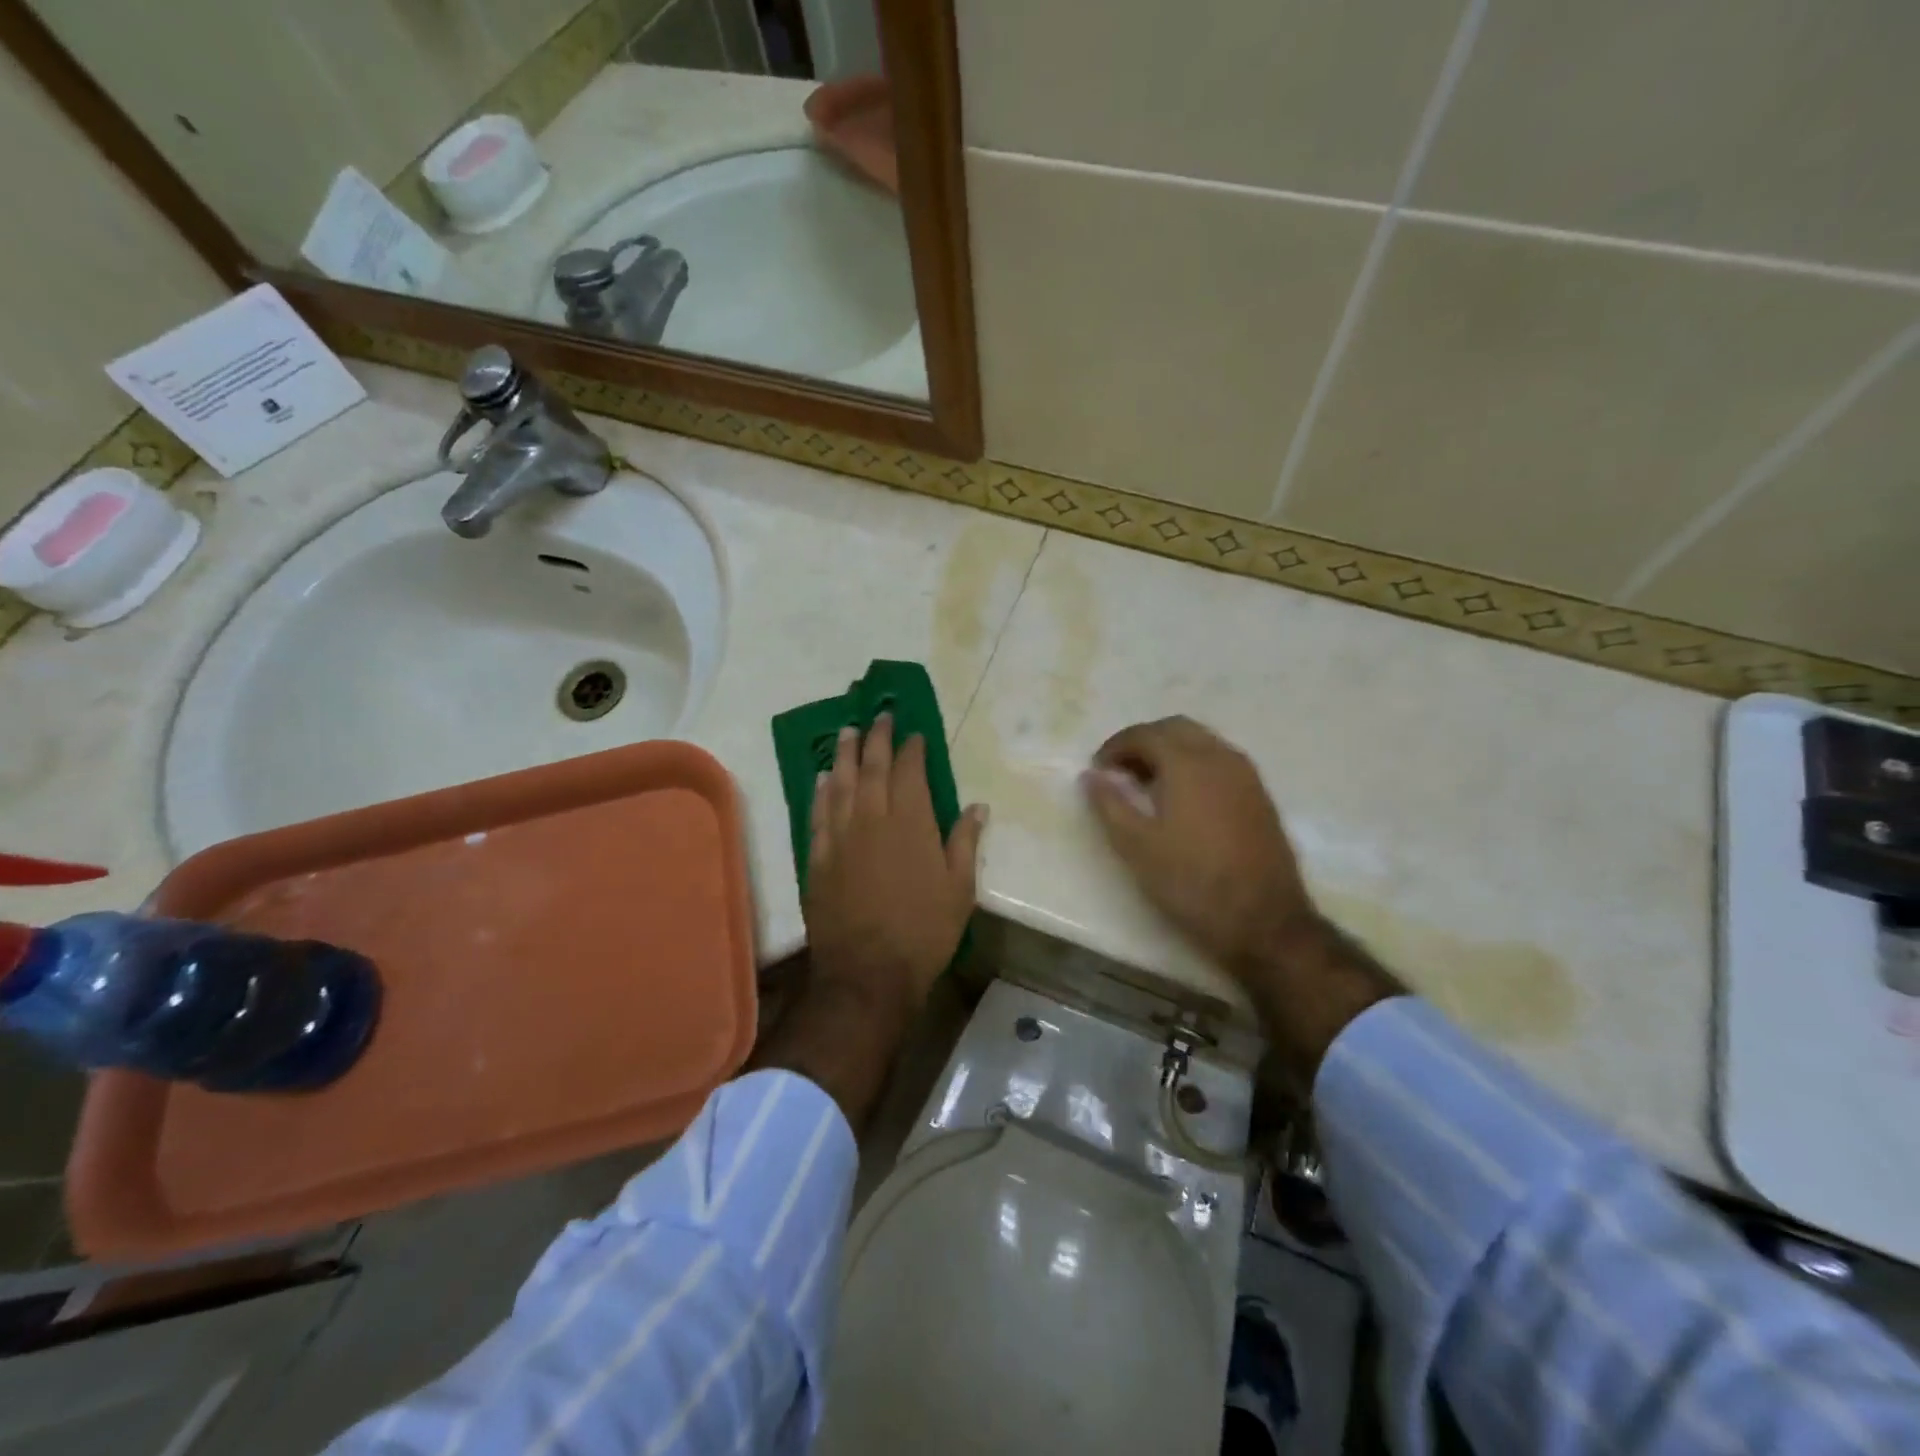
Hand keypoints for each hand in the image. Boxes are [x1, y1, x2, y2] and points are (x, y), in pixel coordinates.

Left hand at [804, 716, 986, 1030]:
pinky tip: (822, 778)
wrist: (869, 972)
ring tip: (846, 731)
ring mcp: (840, 836)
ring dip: (843, 754)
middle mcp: (872, 818)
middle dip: (876, 738)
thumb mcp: (959, 888)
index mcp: (911, 822)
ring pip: (840, 783)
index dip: (912, 748)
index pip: (910, 771)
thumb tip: (977, 805)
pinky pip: (818, 813)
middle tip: (878, 716)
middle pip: (872, 767)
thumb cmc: (924, 931)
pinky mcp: (818, 857)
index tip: (915, 733)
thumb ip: (965, 841)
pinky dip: (821, 791)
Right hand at [1082, 716, 1399, 1082]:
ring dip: (1170, 752)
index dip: (1115, 746)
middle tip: (1120, 772)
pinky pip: (1220, 762)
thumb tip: (1090, 776)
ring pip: (1202, 742)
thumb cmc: (1191, 882)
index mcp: (1188, 763)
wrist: (1263, 922)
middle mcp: (1220, 758)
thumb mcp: (1137, 846)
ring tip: (1147, 786)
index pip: (1145, 734)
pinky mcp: (1260, 796)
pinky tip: (1182, 800)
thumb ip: (1109, 804)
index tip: (1098, 770)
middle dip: (1143, 742)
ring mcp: (1246, 776)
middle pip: (1176, 728)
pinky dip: (1194, 765)